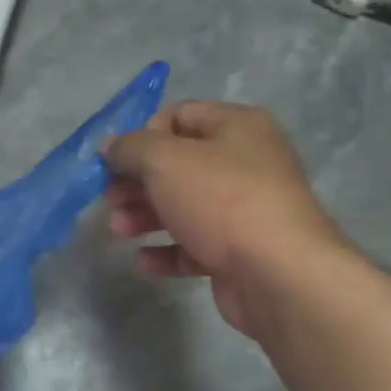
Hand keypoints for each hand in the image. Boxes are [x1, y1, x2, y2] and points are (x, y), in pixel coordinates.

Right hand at [103, 101, 350, 339]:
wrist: (280, 275)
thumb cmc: (221, 200)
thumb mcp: (164, 160)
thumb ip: (130, 147)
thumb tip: (110, 144)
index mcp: (237, 127)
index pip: (179, 115)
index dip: (143, 134)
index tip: (118, 160)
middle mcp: (246, 162)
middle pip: (177, 164)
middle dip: (137, 181)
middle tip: (110, 198)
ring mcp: (245, 210)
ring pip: (183, 205)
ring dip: (144, 215)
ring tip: (119, 230)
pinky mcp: (240, 251)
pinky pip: (195, 245)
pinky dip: (167, 250)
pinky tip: (143, 261)